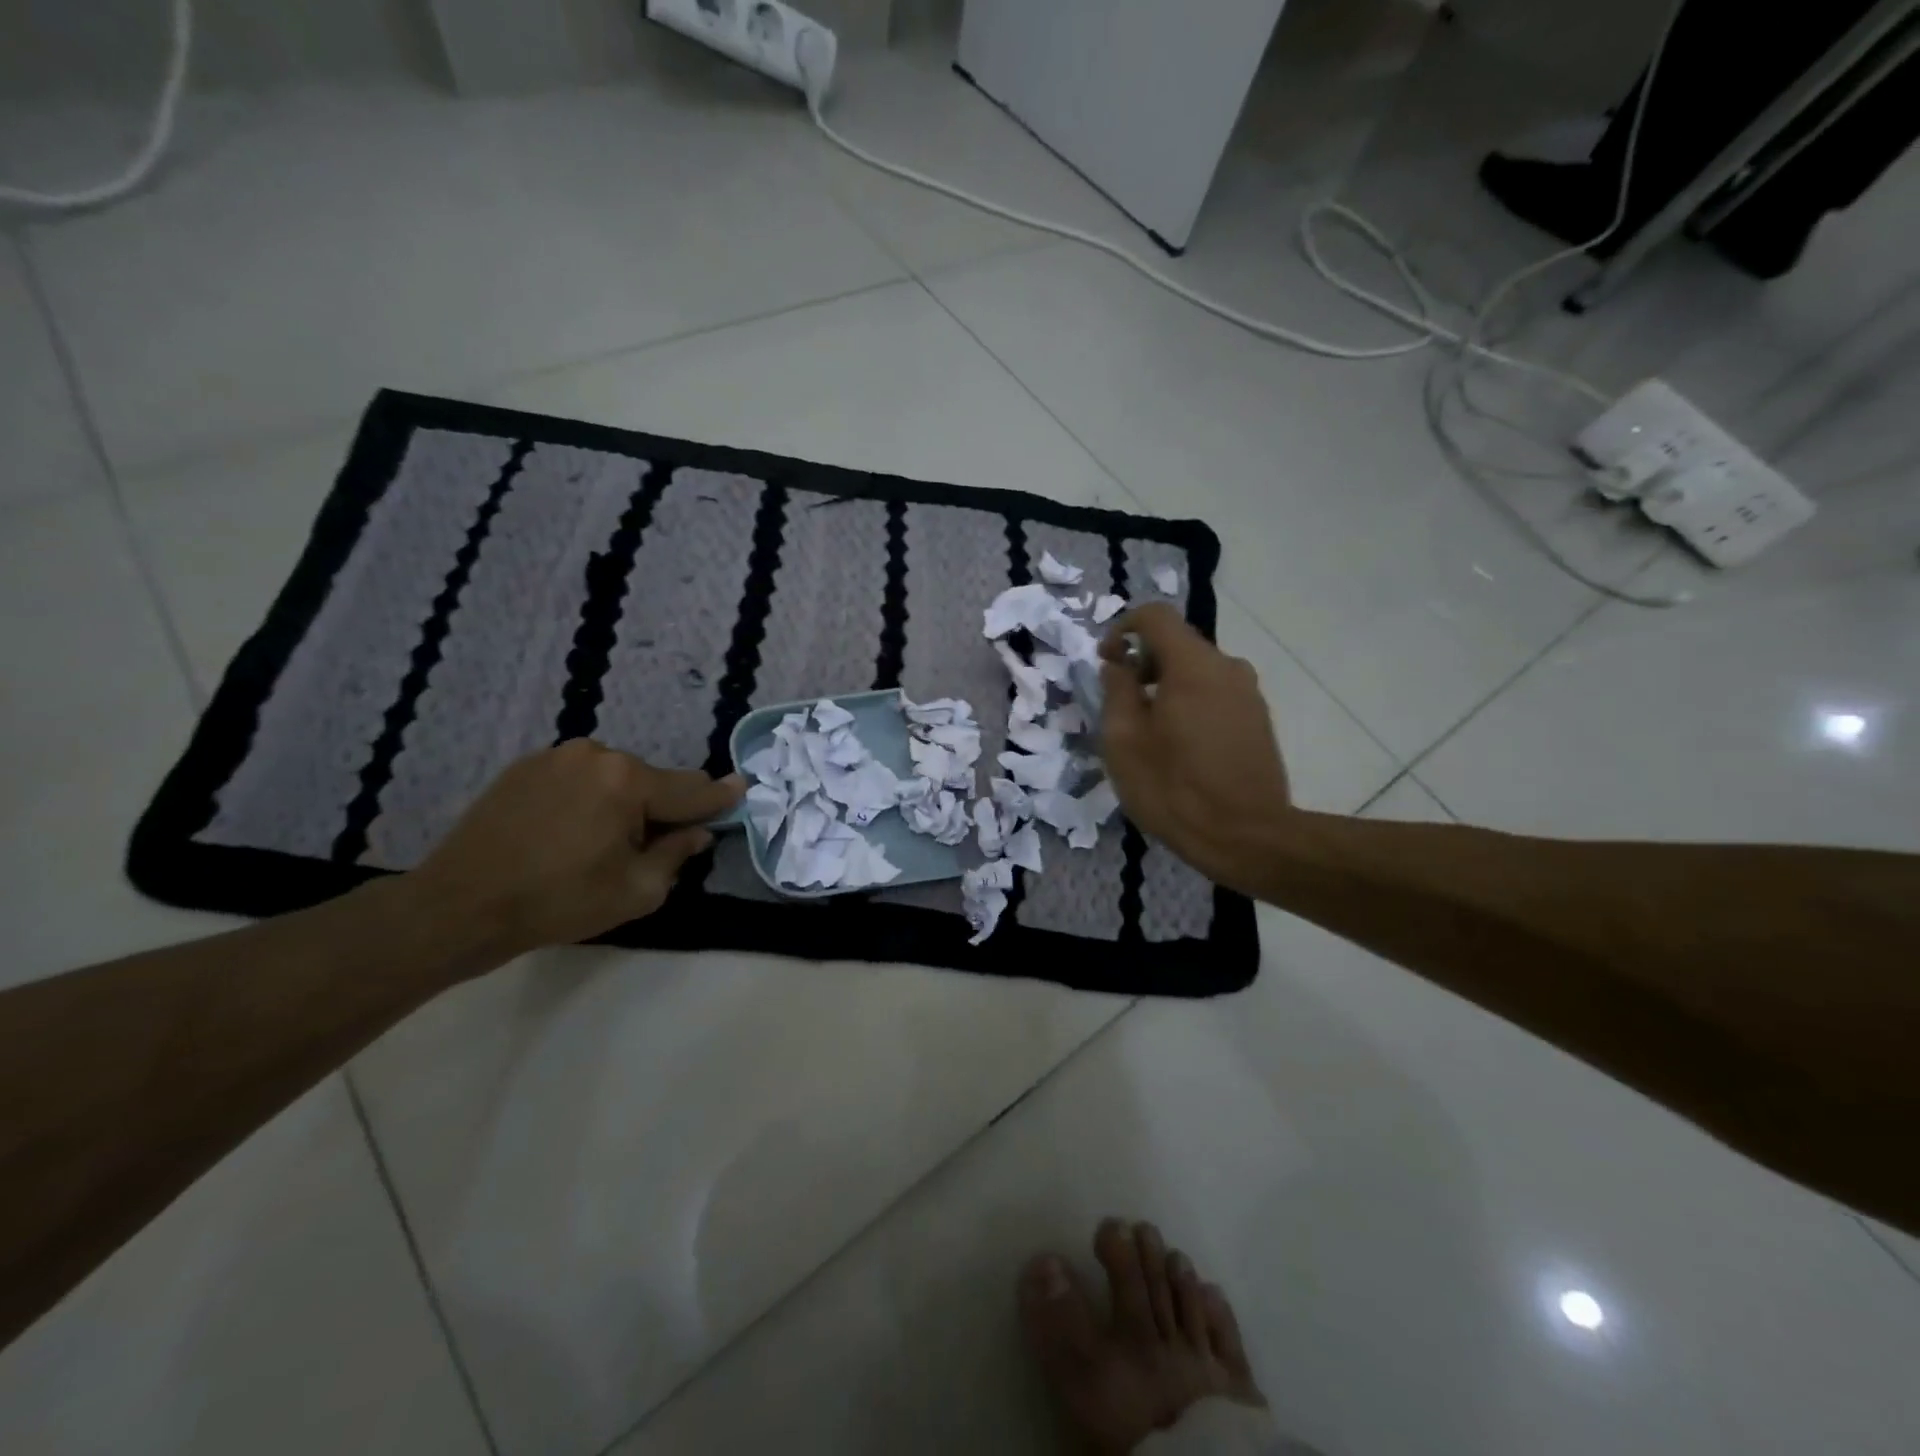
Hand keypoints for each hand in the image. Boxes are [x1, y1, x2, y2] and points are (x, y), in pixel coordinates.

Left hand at [404, 740, 743, 967]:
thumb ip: (676, 854)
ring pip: (615, 778)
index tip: (743, 787)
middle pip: (652, 781)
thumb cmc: (558, 902)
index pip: (691, 789)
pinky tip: (568, 832)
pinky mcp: (525, 766)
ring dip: (623, 803)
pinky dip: (589, 799)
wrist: (458, 906)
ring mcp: (556, 756)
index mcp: (628, 780)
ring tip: (600, 844)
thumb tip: (697, 832)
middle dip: (661, 808)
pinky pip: (579, 778)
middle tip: (652, 845)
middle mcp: (596, 754)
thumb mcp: (636, 891)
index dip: (719, 796)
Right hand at [1098, 604, 1292, 894]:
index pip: (1155, 616)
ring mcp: (1249, 694)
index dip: (1122, 627)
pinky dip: (1191, 704)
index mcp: (1193, 665)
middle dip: (1143, 662)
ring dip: (1167, 686)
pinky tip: (1181, 747)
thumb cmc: (1174, 788)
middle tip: (1122, 704)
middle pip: (1178, 644)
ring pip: (1198, 671)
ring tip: (1150, 731)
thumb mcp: (1124, 741)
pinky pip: (1216, 694)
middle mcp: (1228, 667)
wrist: (1247, 837)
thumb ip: (1117, 691)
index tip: (1107, 660)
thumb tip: (1118, 665)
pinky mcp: (1259, 720)